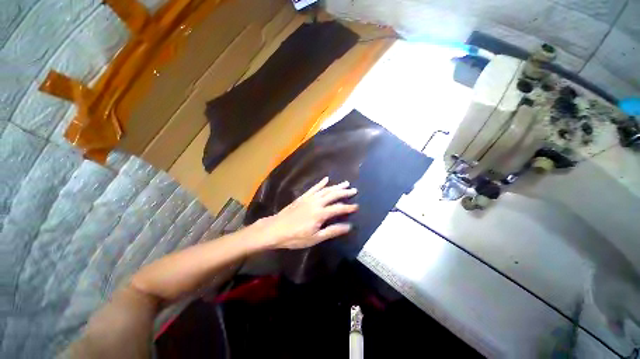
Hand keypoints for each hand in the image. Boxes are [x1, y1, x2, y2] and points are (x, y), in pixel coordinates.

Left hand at [254, 177, 357, 249]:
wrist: (275, 229)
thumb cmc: (295, 237)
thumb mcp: (315, 238)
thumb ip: (332, 231)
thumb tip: (348, 226)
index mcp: (320, 214)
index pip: (338, 208)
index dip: (349, 207)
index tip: (357, 206)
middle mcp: (316, 202)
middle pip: (333, 195)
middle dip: (345, 192)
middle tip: (354, 190)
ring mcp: (309, 198)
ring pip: (325, 189)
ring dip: (336, 186)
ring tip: (345, 183)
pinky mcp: (302, 197)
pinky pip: (313, 188)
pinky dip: (320, 183)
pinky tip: (326, 179)